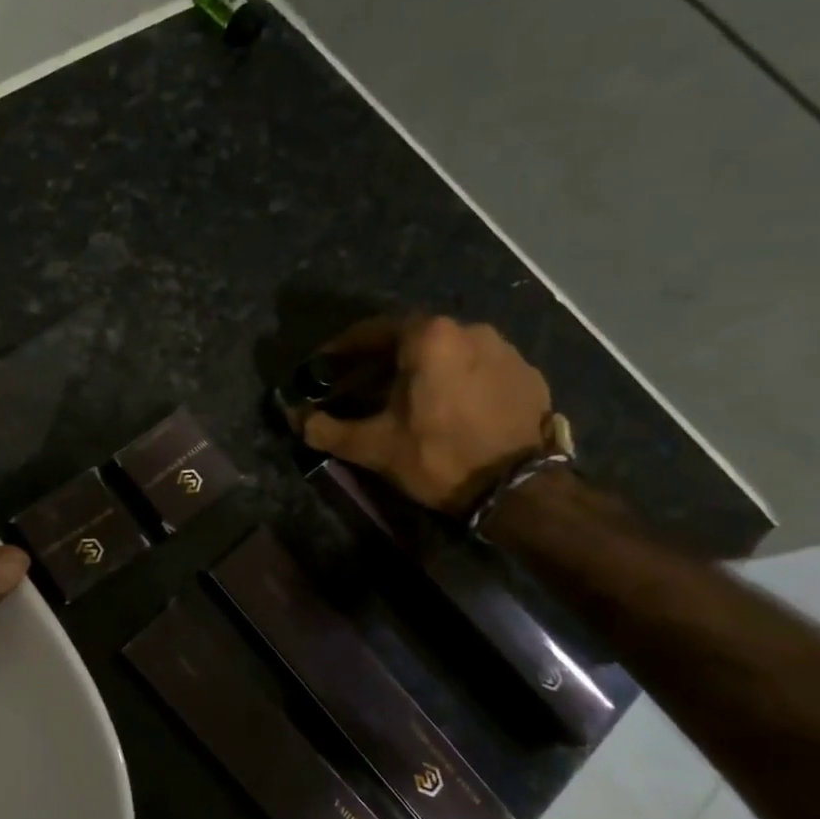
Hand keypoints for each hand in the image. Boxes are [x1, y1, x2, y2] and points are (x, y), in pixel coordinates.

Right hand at [297, 315, 553, 514]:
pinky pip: (476, 368)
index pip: (370, 332)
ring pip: (445, 353)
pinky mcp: (526, 373)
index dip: (340, 351)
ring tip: (402, 401)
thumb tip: (293, 417)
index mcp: (428, 337)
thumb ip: (325, 428)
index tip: (323, 368)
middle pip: (409, 340)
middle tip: (358, 389)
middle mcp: (468, 329)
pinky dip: (453, 381)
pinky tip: (445, 409)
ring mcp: (503, 349)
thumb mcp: (372, 446)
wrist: (518, 489)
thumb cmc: (437, 456)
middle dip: (378, 363)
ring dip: (418, 371)